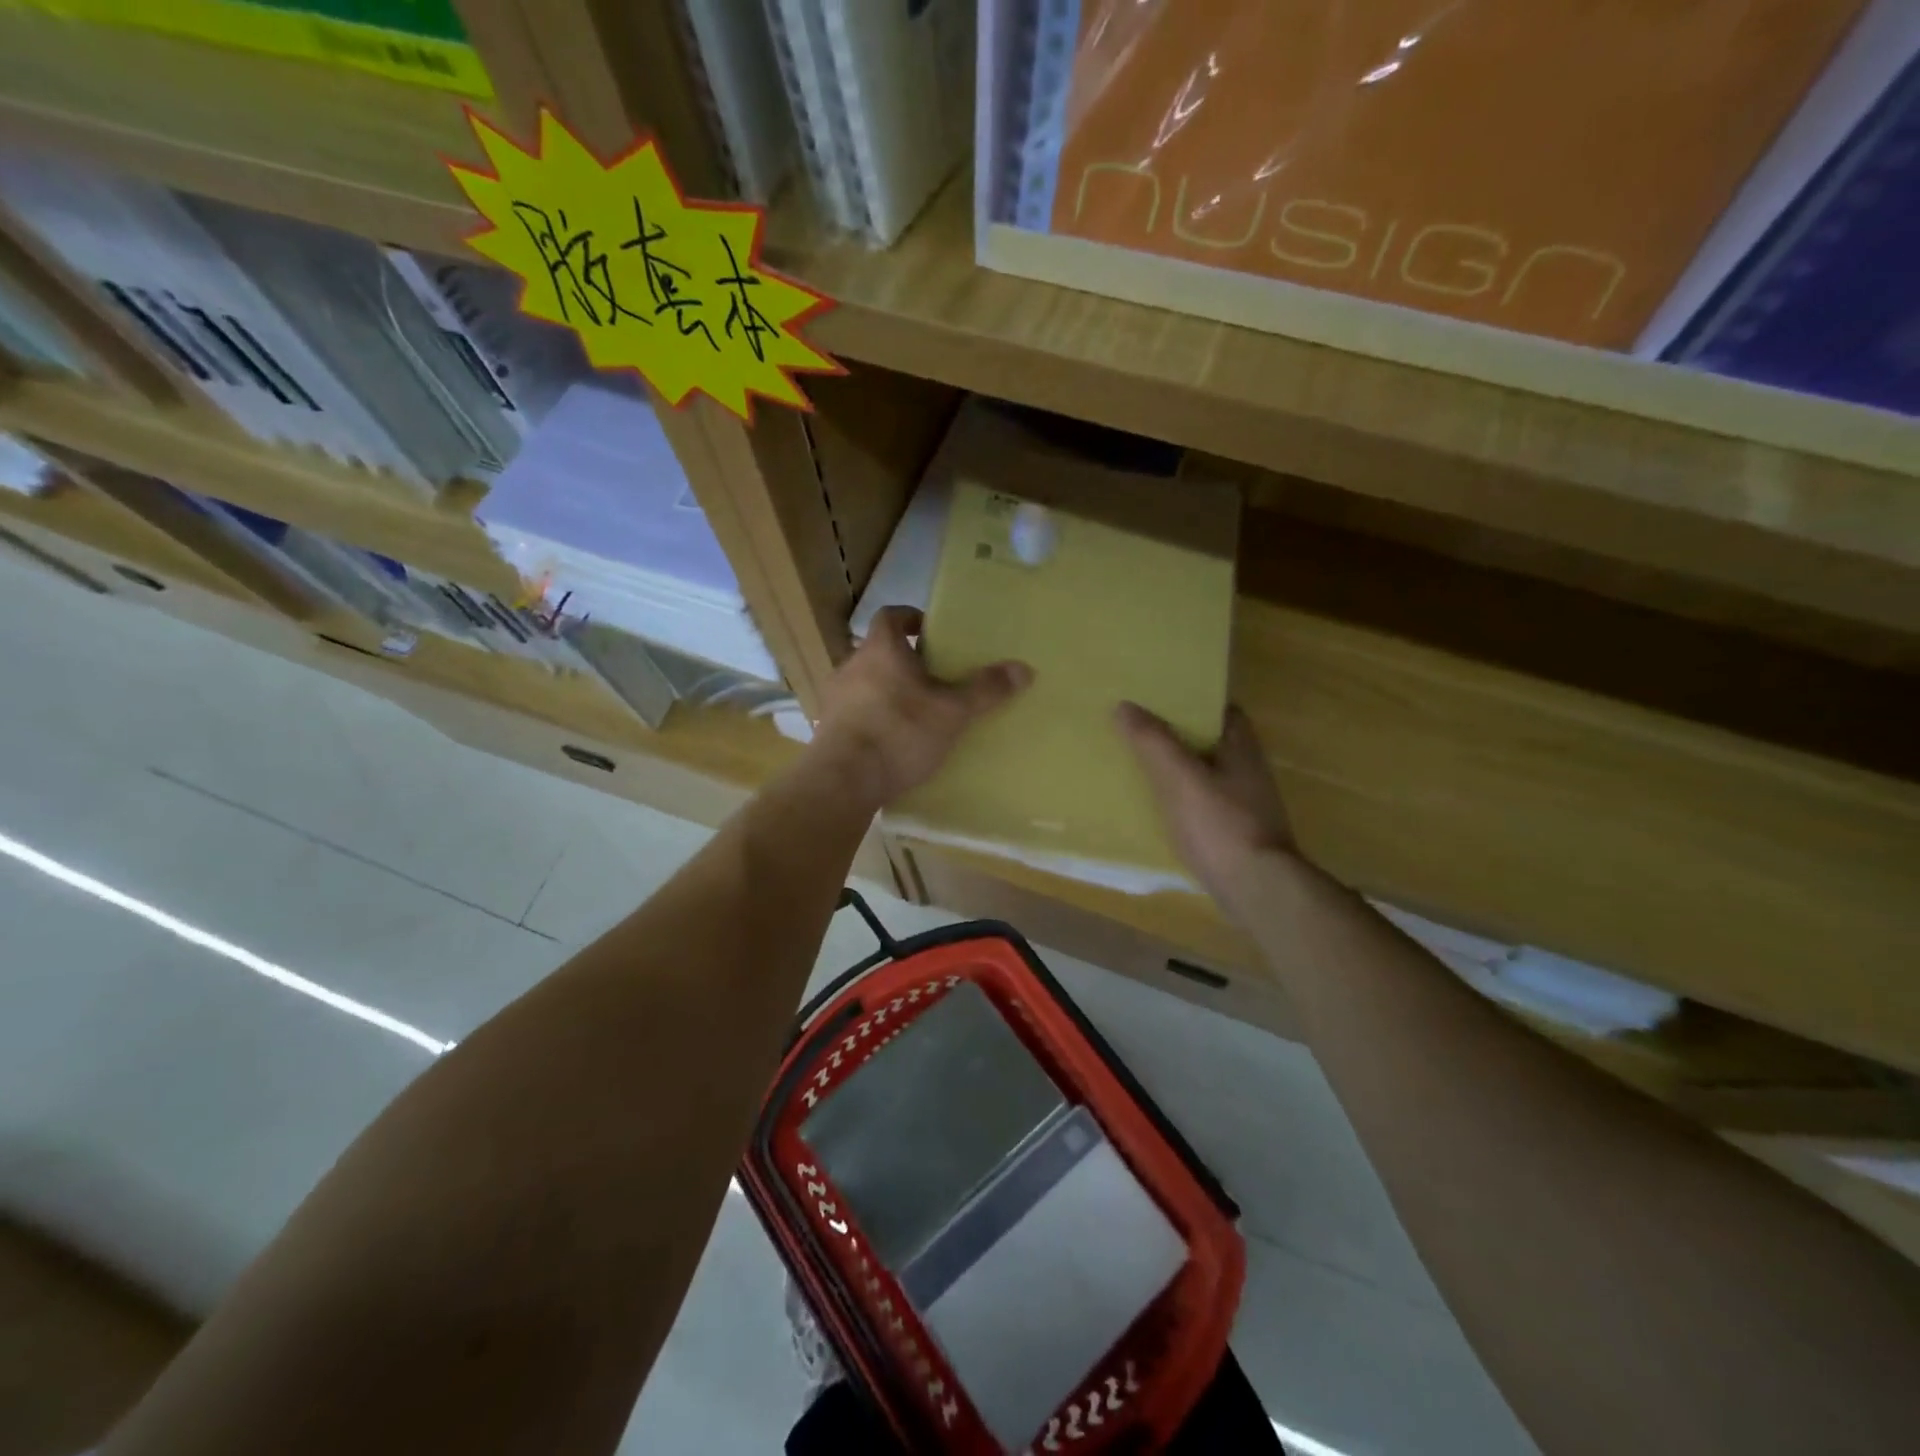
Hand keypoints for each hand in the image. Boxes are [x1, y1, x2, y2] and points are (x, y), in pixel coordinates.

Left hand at [813, 607, 1032, 807]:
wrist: (844, 780)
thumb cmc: (900, 732)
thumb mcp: (952, 712)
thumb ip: (985, 690)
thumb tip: (1024, 668)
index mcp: (880, 649)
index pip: (891, 616)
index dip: (911, 618)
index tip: (932, 632)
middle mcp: (851, 665)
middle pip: (879, 651)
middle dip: (905, 660)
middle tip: (934, 677)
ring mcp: (834, 698)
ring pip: (865, 682)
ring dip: (887, 690)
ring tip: (916, 711)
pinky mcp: (826, 728)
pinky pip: (855, 712)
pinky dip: (873, 717)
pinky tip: (893, 739)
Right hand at [1116, 702, 1297, 904]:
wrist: (1256, 887)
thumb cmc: (1220, 824)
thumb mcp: (1179, 777)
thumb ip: (1153, 741)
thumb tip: (1125, 706)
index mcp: (1242, 748)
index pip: (1222, 710)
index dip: (1194, 701)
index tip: (1161, 700)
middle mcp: (1249, 771)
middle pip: (1212, 742)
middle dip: (1181, 736)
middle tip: (1141, 731)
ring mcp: (1247, 805)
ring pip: (1208, 775)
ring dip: (1181, 770)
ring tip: (1141, 766)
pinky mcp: (1237, 833)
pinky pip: (1205, 805)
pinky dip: (1184, 801)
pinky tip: (1158, 808)